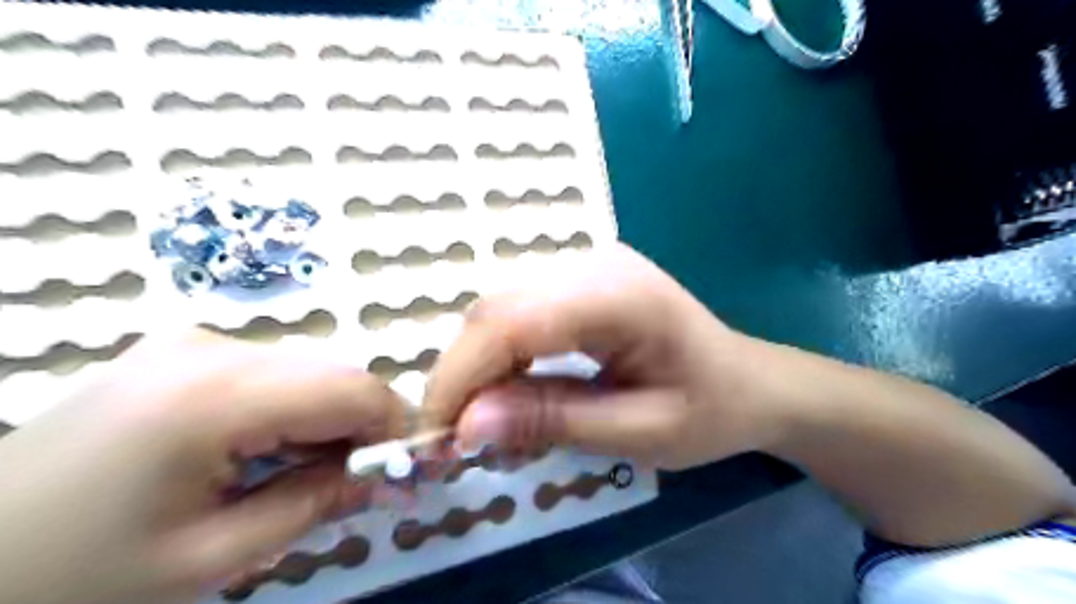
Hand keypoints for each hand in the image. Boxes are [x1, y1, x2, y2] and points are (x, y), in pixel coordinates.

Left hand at [0, 330, 406, 602]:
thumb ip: (317, 504)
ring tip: (318, 475)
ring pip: (307, 372)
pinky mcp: (180, 352)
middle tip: (369, 482)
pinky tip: (273, 453)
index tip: (412, 470)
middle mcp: (209, 347)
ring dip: (330, 420)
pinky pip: (271, 373)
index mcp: (213, 394)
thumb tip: (391, 479)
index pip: (351, 388)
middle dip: (365, 426)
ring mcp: (190, 342)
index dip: (396, 425)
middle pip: (332, 375)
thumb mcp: (212, 557)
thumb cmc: (74, 576)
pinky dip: (294, 411)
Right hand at [421, 244, 784, 469]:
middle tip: (452, 437)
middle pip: (496, 309)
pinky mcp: (579, 280)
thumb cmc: (710, 411)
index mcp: (620, 295)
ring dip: (476, 365)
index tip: (437, 437)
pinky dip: (499, 354)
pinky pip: (518, 311)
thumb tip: (467, 427)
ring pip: (498, 308)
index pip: (513, 323)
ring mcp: (585, 264)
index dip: (462, 377)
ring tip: (480, 419)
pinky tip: (509, 390)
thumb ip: (554, 421)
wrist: (749, 381)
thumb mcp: (640, 431)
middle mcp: (593, 263)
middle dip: (461, 374)